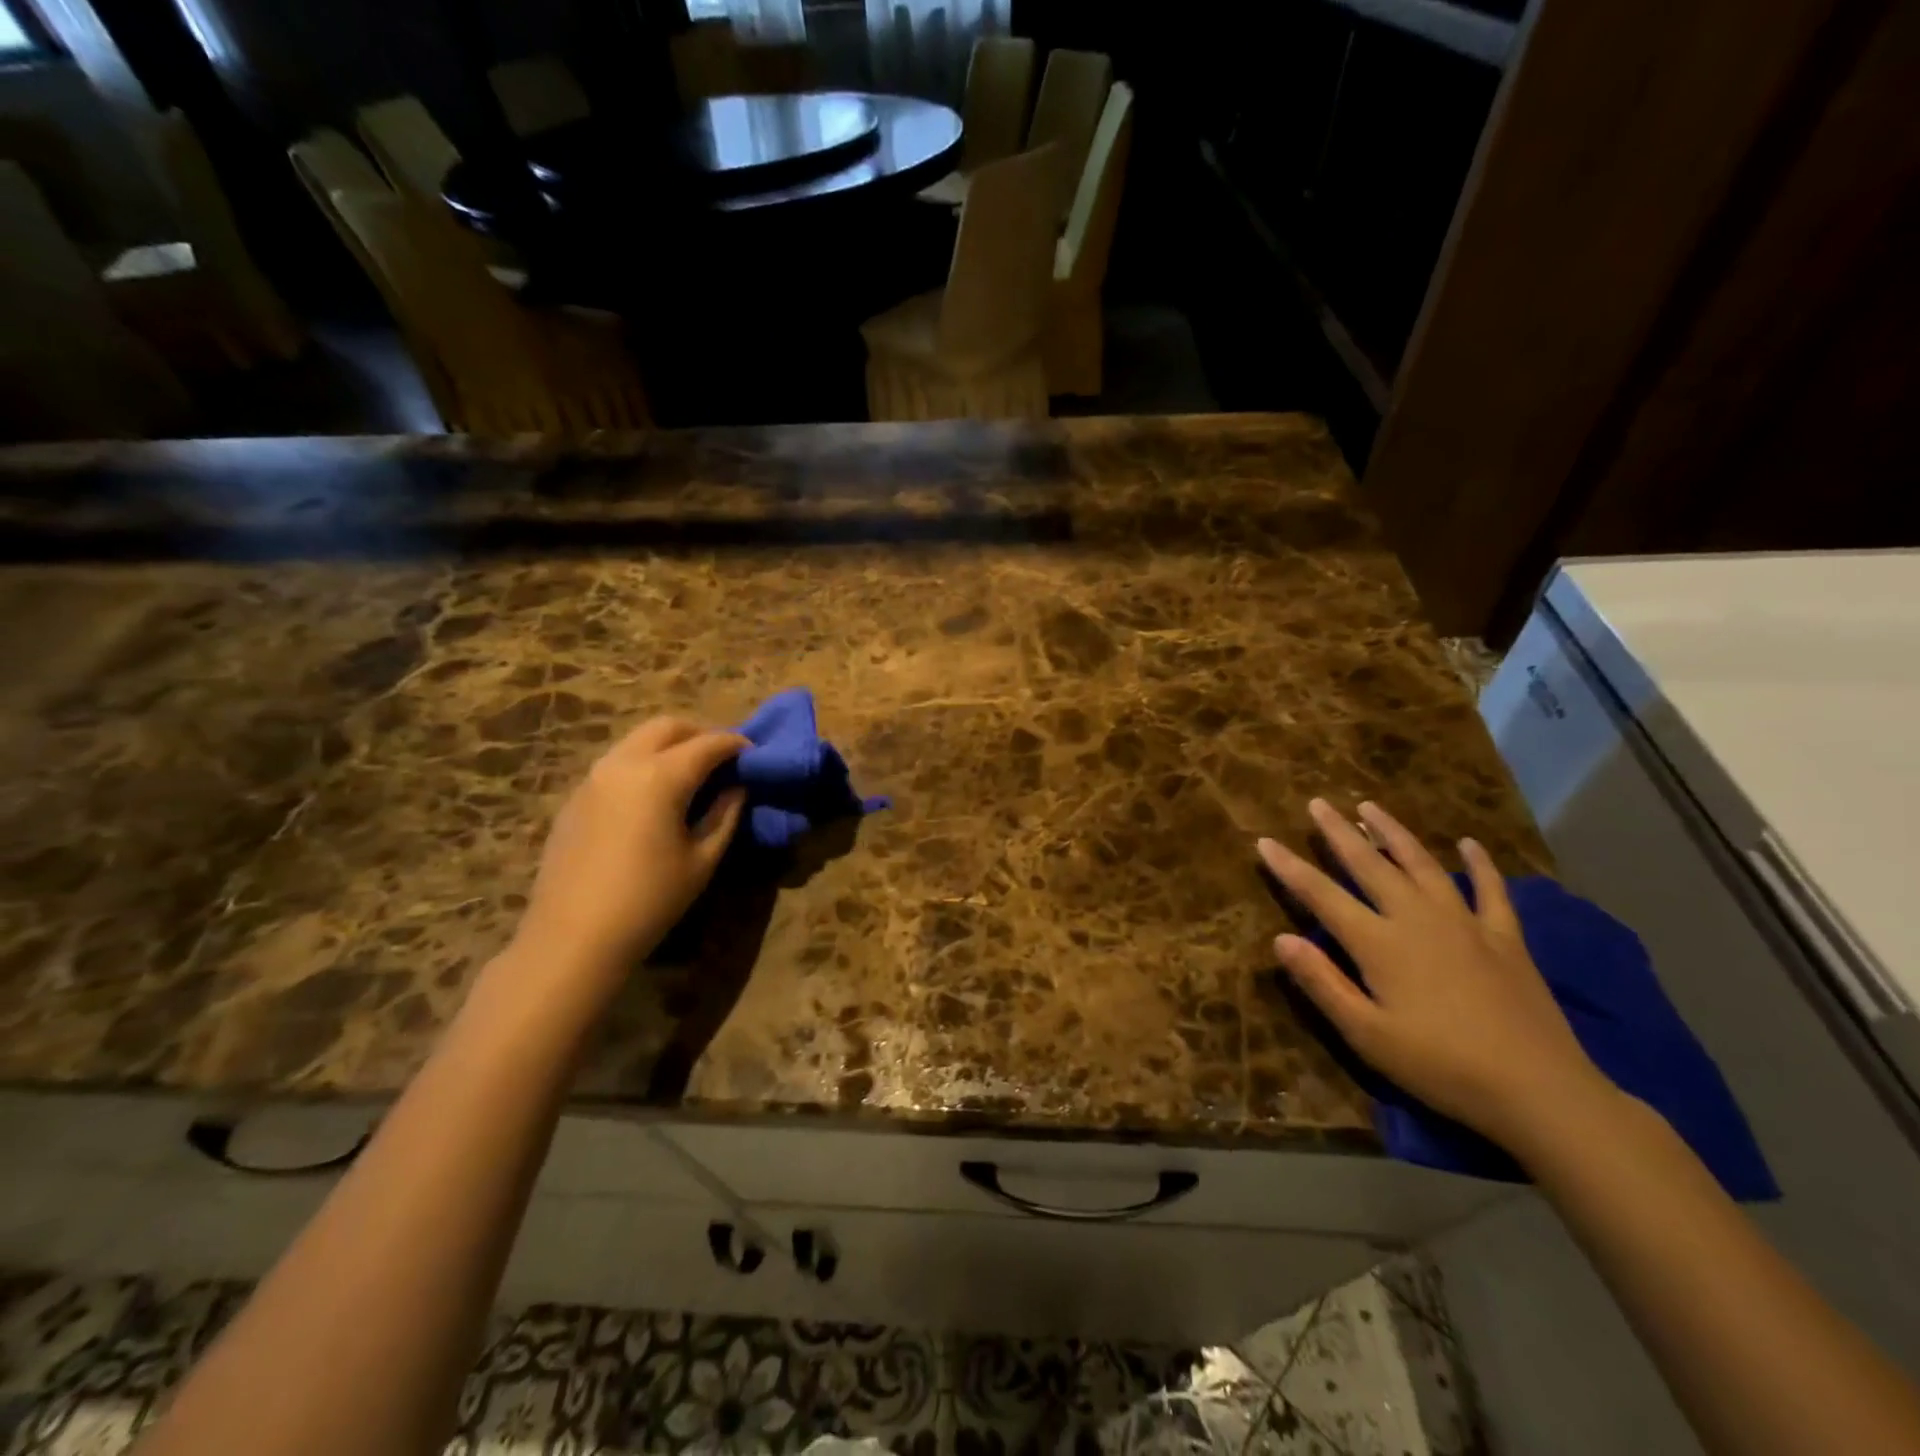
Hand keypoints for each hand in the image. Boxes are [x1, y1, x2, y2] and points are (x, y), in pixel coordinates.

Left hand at [509, 718, 747, 991]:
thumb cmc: (649, 901)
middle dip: (701, 733)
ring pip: (638, 740)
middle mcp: (624, 764)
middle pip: (668, 727)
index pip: (708, 744)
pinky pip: (617, 763)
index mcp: (660, 777)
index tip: (755, 754)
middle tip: (723, 758)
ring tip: (692, 774)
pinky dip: (644, 764)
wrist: (573, 937)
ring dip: (669, 746)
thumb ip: (725, 815)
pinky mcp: (576, 797)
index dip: (736, 745)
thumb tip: (737, 788)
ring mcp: (593, 778)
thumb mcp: (702, 860)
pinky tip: (654, 796)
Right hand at [1257, 799, 1615, 1155]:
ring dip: (1394, 833)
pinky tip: (1469, 844)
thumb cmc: (1441, 1067)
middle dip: (1339, 833)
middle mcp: (1417, 919)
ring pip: (1422, 864)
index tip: (1264, 841)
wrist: (1539, 1091)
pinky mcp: (1505, 938)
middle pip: (1370, 865)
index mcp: (1380, 943)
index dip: (1290, 868)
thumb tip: (1280, 939)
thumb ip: (1322, 983)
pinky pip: (1490, 890)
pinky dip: (1480, 864)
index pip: (1322, 895)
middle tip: (1318, 803)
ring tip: (1371, 807)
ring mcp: (1465, 924)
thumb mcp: (1367, 1035)